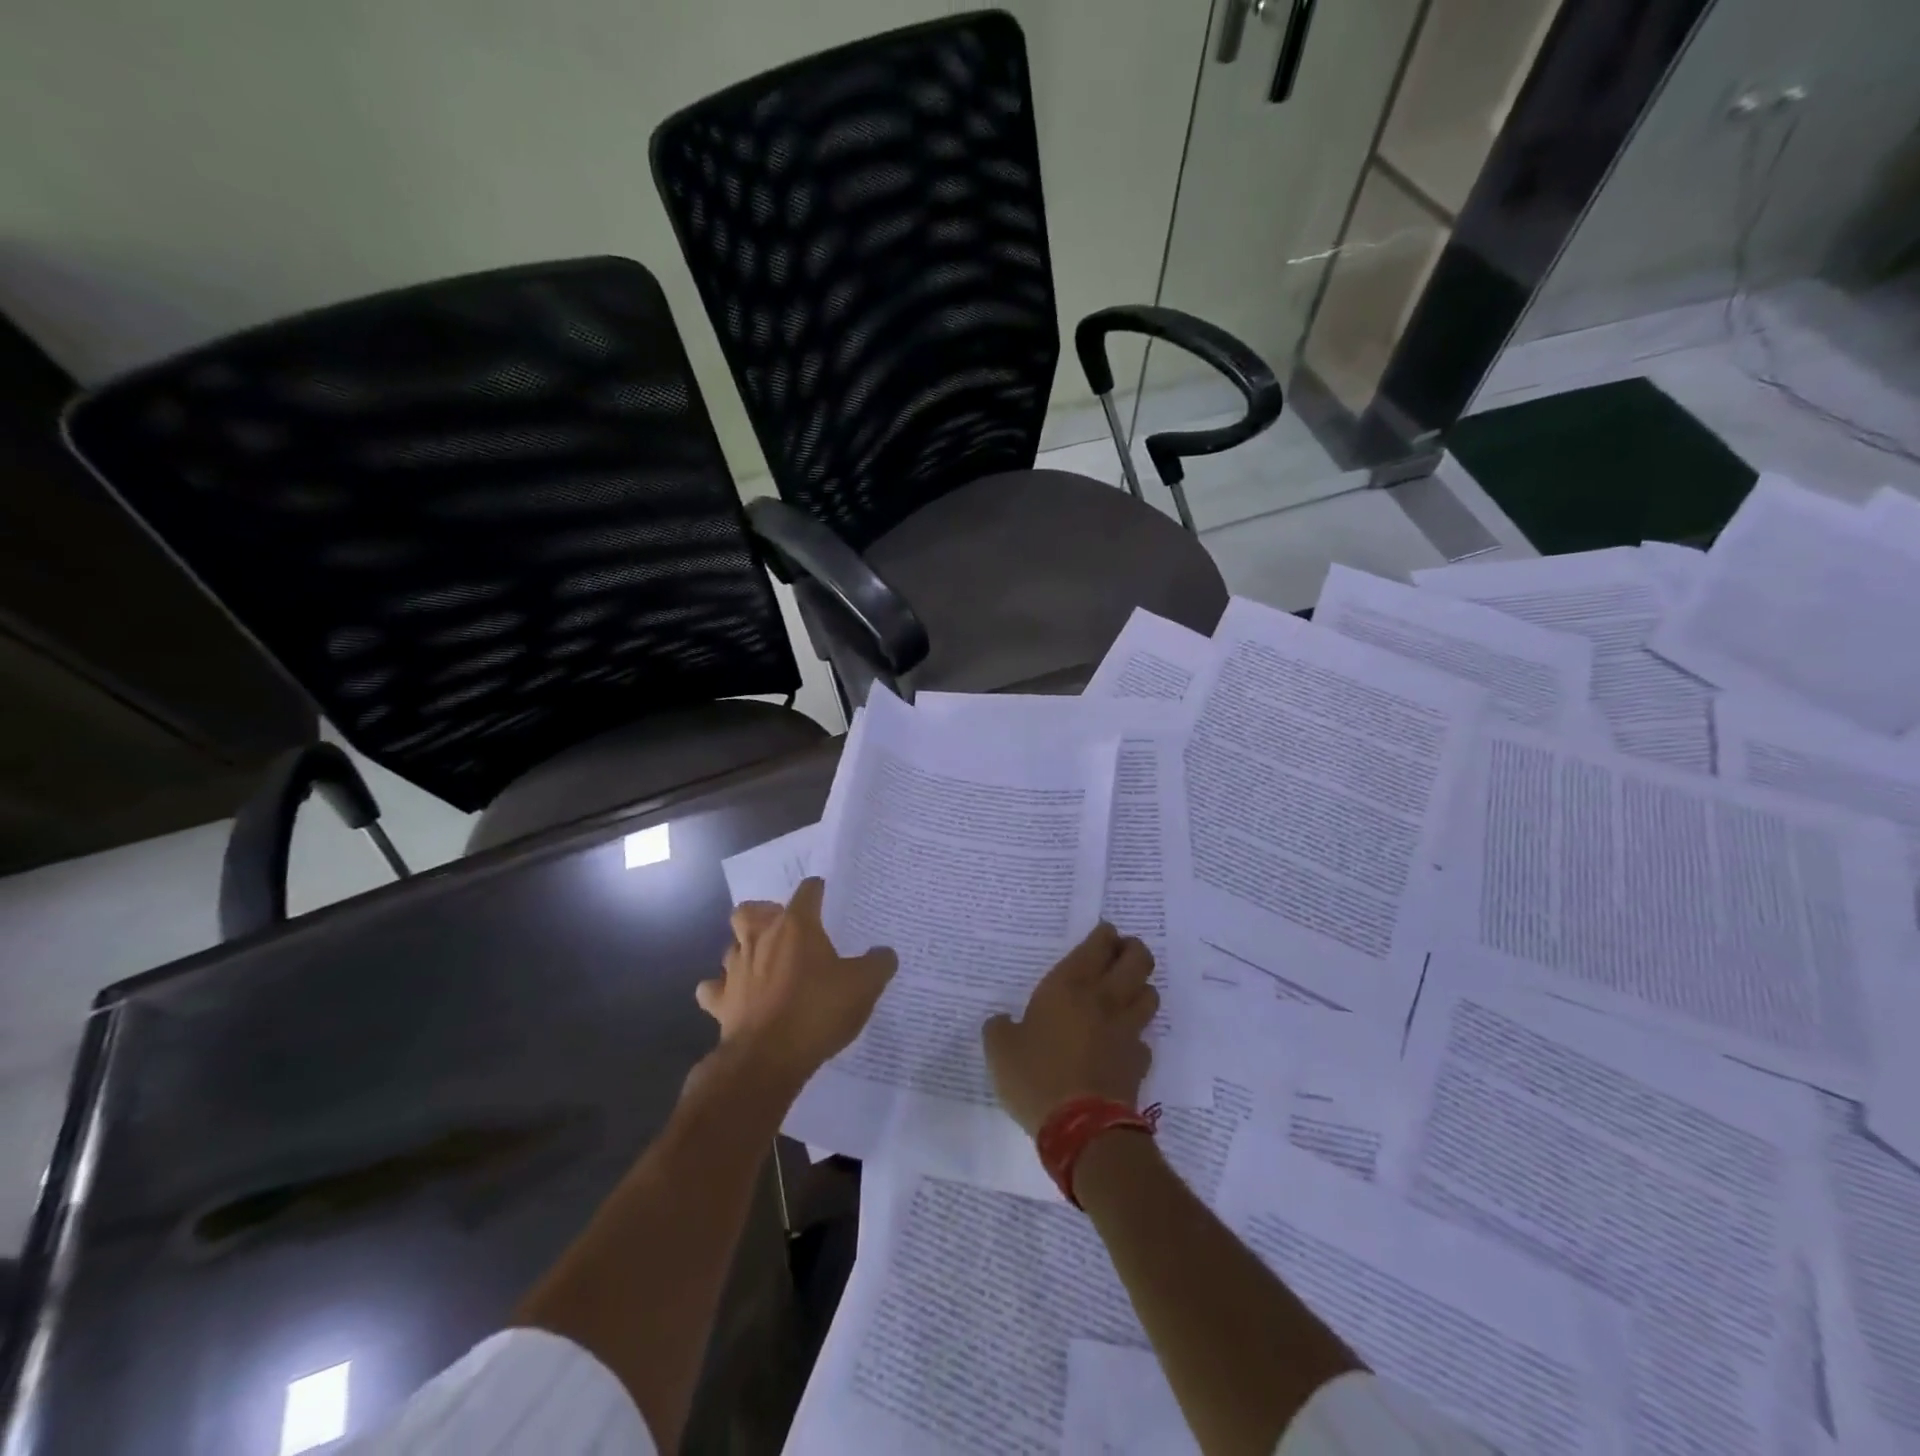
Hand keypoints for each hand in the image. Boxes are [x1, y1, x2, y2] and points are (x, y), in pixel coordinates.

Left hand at [696, 878, 896, 1085]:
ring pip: (731, 946)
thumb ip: (878, 964)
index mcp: (796, 927)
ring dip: (744, 949)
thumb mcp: (863, 986)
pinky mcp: (720, 1001)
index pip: (807, 892)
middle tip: (783, 928)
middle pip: (750, 910)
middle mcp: (760, 938)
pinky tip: (735, 995)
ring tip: (763, 962)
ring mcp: (735, 969)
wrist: (768, 1058)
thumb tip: (885, 953)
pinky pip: (713, 988)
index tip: (824, 894)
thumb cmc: (817, 1011)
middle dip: (763, 914)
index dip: (816, 890)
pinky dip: (722, 988)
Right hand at [982, 923, 1157, 1136]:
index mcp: (1069, 986)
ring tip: (1126, 991)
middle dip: (1133, 949)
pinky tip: (1122, 1042)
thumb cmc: (1036, 1076)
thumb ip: (999, 1028)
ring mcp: (1127, 1030)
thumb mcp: (1000, 1050)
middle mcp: (1104, 999)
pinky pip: (1144, 1038)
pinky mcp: (1139, 1061)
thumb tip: (1002, 1022)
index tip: (1104, 933)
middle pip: (1138, 959)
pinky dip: (1136, 1035)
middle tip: (1121, 952)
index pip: (1099, 944)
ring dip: (1141, 987)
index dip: (1105, 934)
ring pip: (1150, 994)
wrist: (1082, 1128)